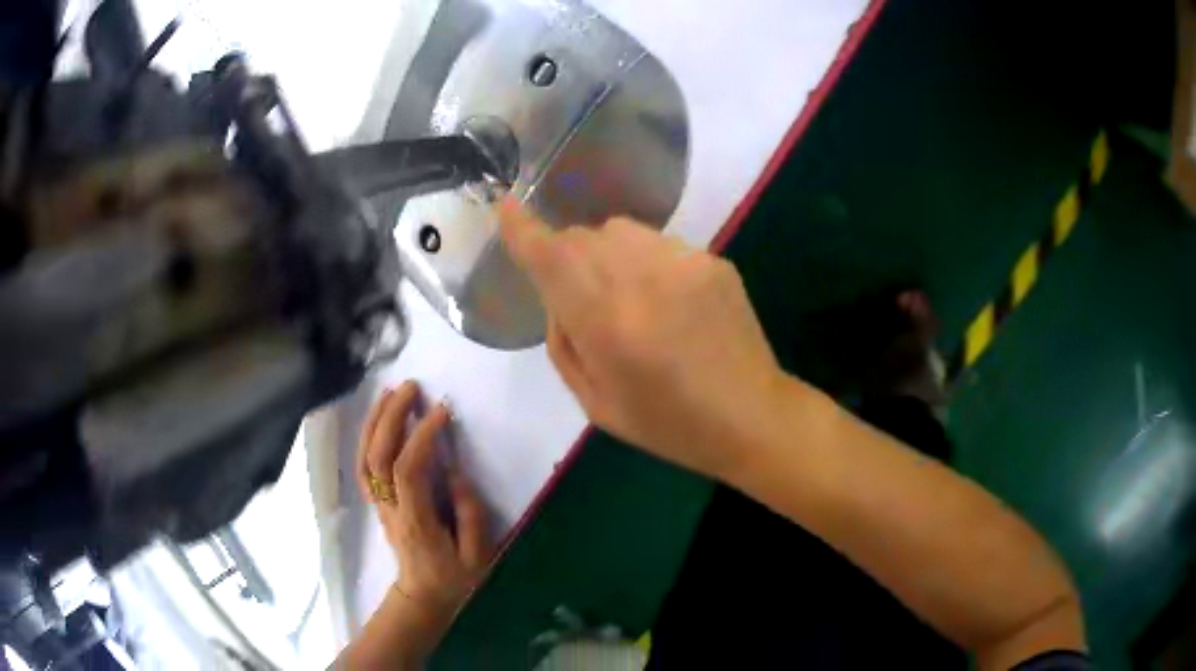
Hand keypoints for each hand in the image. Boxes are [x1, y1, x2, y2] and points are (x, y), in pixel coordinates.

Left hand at [349, 381, 493, 664]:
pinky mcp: (378, 502)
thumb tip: (455, 472)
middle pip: (378, 456)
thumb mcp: (477, 556)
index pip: (408, 471)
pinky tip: (379, 418)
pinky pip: (364, 465)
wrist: (424, 597)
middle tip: (412, 387)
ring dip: (375, 421)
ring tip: (391, 392)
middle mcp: (390, 509)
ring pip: (365, 457)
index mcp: (416, 522)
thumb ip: (470, 514)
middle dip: (391, 417)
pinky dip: (367, 437)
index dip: (421, 437)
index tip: (441, 412)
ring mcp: (380, 505)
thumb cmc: (455, 578)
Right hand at [497, 197, 786, 481]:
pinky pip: (658, 244)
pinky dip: (646, 263)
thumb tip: (557, 296)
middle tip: (582, 297)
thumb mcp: (595, 403)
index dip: (523, 230)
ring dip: (606, 255)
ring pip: (620, 231)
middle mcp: (642, 280)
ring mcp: (683, 263)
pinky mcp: (712, 260)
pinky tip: (669, 301)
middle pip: (581, 237)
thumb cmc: (668, 424)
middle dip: (566, 256)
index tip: (506, 208)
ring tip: (629, 299)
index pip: (551, 258)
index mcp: (607, 324)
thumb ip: (563, 342)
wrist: (751, 415)